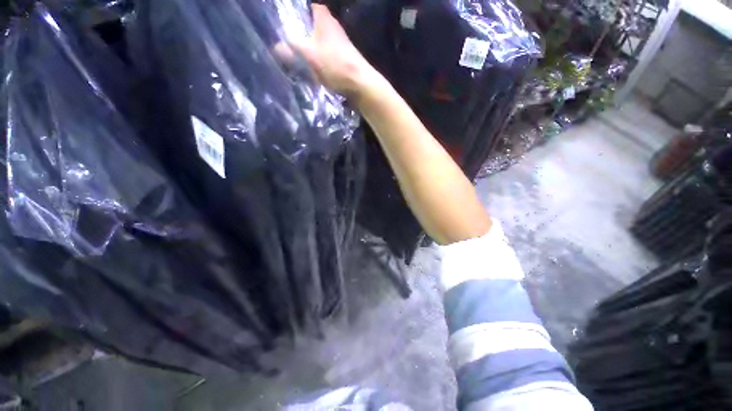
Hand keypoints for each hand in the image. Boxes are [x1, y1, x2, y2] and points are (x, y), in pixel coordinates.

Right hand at [291, 5, 382, 97]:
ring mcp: (341, 46)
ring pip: (321, 44)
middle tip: (289, 46)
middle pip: (315, 27)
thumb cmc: (335, 64)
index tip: (290, 24)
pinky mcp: (344, 61)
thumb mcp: (309, 54)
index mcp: (325, 20)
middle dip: (303, 35)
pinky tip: (314, 73)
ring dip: (311, 52)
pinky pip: (327, 59)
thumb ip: (291, 48)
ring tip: (298, 61)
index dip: (301, 13)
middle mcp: (334, 29)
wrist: (360, 84)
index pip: (311, 7)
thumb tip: (277, 46)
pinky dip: (320, 63)